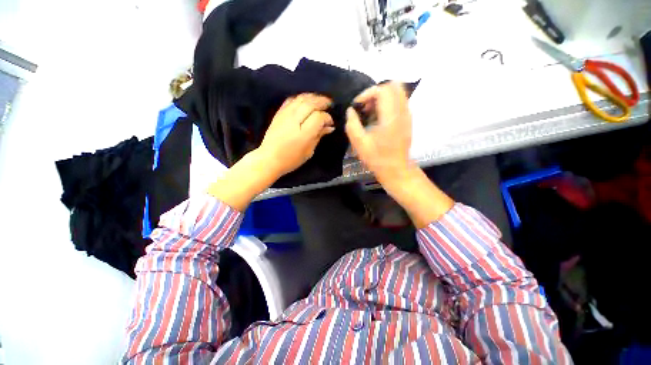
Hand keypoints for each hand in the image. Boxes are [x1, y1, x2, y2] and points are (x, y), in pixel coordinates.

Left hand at [258, 94, 334, 178]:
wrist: (269, 159)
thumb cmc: (291, 159)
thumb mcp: (309, 151)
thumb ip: (319, 136)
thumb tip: (329, 127)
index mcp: (304, 133)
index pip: (319, 117)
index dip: (327, 118)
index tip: (330, 123)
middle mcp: (295, 120)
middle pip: (311, 104)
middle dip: (322, 102)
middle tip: (329, 104)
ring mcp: (285, 114)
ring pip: (301, 98)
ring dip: (313, 97)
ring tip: (320, 100)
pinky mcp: (279, 113)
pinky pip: (291, 99)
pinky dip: (300, 97)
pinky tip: (305, 100)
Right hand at [345, 82, 411, 184]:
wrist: (396, 169)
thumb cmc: (377, 158)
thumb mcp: (359, 143)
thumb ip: (352, 124)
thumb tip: (350, 110)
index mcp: (390, 117)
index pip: (383, 90)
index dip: (367, 93)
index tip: (357, 106)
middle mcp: (402, 112)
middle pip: (394, 86)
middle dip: (376, 92)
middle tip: (365, 106)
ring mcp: (407, 115)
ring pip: (398, 93)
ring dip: (382, 97)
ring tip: (371, 111)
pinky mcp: (408, 120)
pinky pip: (400, 102)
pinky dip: (388, 103)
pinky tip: (379, 118)